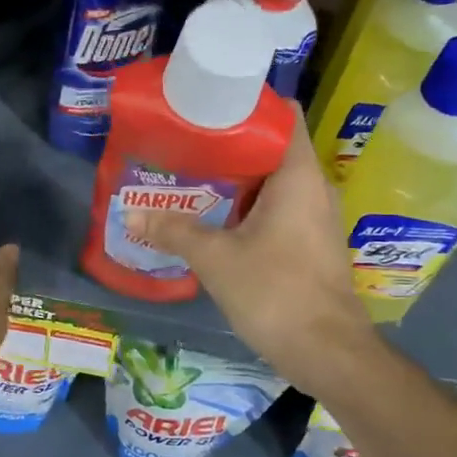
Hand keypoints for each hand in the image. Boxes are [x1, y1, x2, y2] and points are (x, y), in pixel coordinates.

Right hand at [122, 109, 374, 397]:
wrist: (327, 352)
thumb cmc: (275, 292)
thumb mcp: (216, 258)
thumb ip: (173, 231)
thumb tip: (129, 213)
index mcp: (298, 175)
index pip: (282, 115)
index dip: (247, 104)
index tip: (207, 105)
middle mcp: (313, 187)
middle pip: (271, 148)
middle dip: (228, 144)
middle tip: (183, 143)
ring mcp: (314, 217)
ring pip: (271, 183)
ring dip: (234, 180)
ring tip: (189, 176)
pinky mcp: (309, 244)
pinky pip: (275, 210)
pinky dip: (245, 207)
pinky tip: (211, 218)